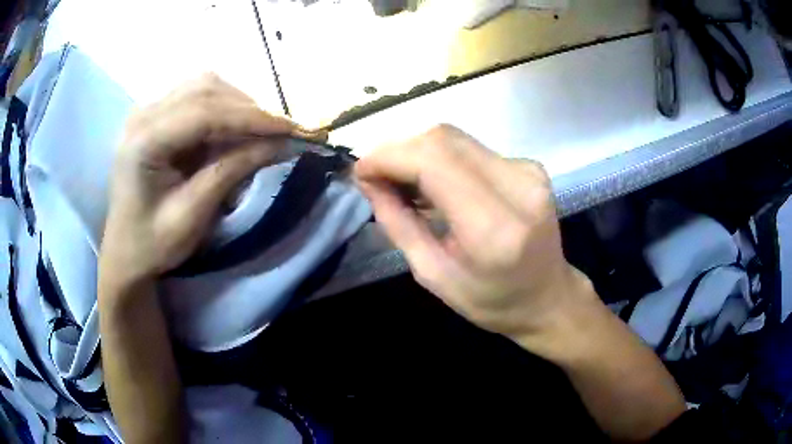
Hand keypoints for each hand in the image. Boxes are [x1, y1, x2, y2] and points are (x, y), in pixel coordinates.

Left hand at [100, 74, 313, 285]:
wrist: (125, 251)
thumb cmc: (153, 243)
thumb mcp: (193, 214)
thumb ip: (233, 171)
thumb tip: (282, 143)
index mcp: (143, 141)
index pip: (204, 112)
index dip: (252, 117)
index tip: (293, 129)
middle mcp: (143, 114)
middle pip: (206, 90)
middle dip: (248, 109)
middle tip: (283, 132)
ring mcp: (148, 110)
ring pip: (204, 86)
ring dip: (238, 105)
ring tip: (261, 132)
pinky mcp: (156, 114)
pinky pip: (197, 96)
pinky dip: (224, 108)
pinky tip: (236, 128)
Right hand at [355, 125, 597, 352]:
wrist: (548, 297)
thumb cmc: (492, 301)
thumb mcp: (433, 275)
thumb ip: (398, 224)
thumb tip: (369, 182)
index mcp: (494, 227)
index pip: (433, 163)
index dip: (389, 157)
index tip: (361, 171)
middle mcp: (517, 187)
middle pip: (443, 139)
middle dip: (399, 151)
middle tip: (376, 177)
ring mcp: (528, 171)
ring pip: (455, 139)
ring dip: (418, 153)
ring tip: (400, 182)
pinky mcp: (529, 166)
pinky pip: (471, 149)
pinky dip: (442, 159)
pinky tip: (433, 184)